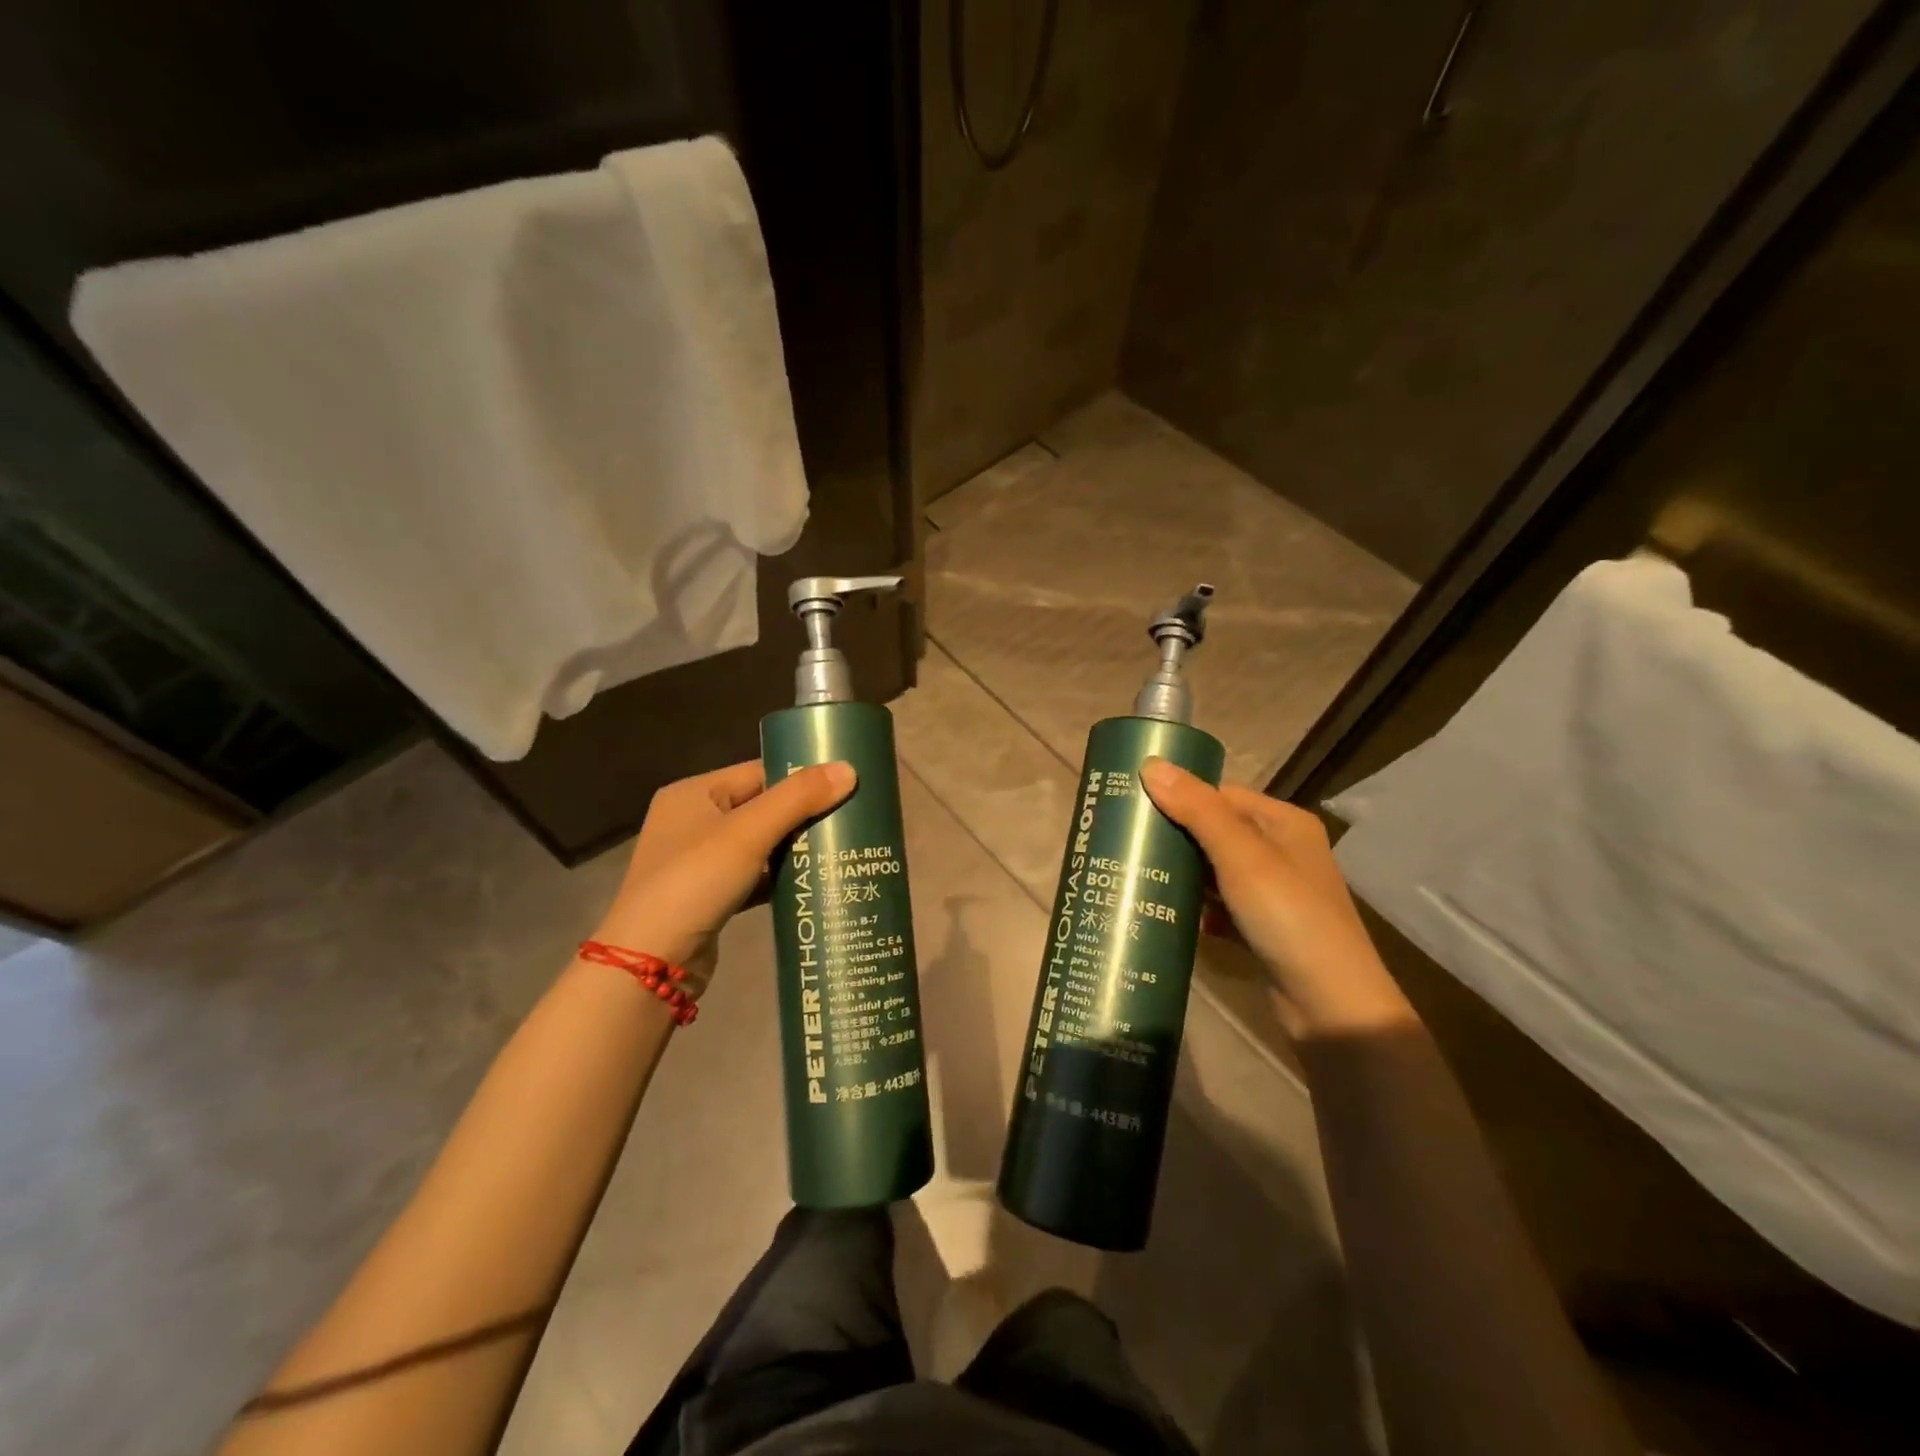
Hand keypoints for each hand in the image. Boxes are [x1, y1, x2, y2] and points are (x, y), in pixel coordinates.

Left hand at [592, 760, 855, 986]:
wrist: (649, 965)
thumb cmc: (694, 882)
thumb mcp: (748, 833)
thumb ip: (798, 798)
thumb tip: (850, 768)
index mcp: (694, 793)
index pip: (758, 771)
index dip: (801, 776)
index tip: (846, 784)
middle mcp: (694, 821)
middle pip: (763, 807)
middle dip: (805, 815)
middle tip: (852, 818)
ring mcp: (701, 862)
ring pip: (762, 844)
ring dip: (797, 848)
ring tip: (844, 847)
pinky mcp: (712, 896)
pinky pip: (757, 876)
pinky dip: (782, 878)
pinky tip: (816, 881)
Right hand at [1140, 757, 1414, 1038]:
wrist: (1331, 1007)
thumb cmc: (1289, 917)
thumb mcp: (1242, 857)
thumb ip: (1197, 810)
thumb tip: (1150, 763)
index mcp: (1284, 823)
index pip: (1221, 795)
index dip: (1179, 796)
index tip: (1131, 803)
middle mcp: (1281, 851)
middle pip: (1215, 831)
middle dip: (1173, 835)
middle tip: (1124, 840)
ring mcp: (1272, 893)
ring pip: (1213, 870)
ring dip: (1180, 872)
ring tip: (1131, 871)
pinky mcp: (1261, 928)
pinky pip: (1218, 905)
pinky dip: (1194, 907)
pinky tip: (1163, 910)